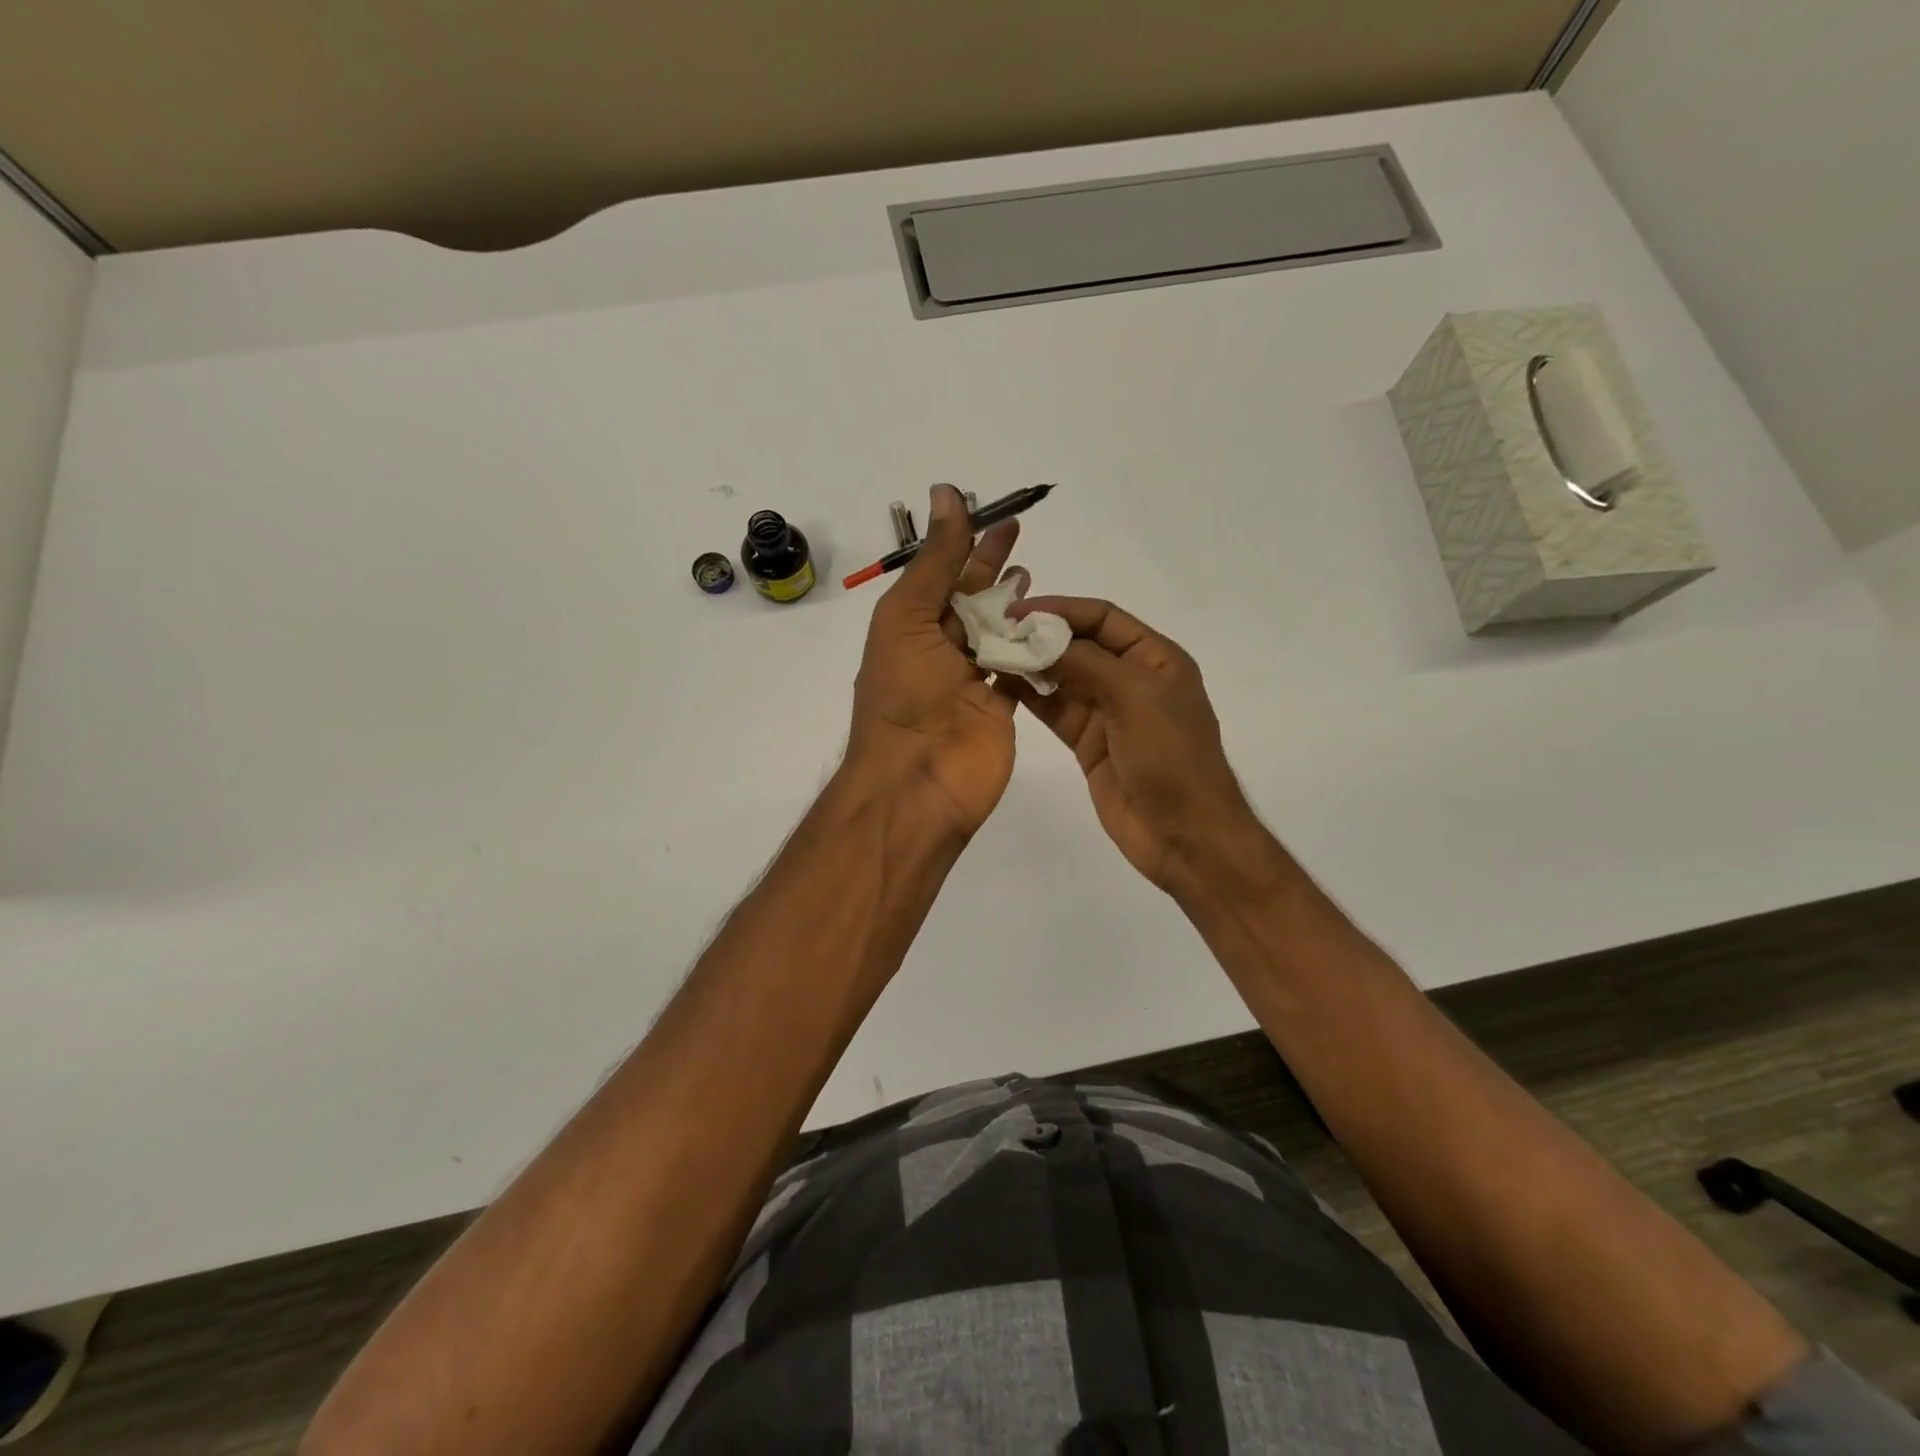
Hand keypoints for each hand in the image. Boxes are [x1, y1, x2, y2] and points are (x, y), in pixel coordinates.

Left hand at [847, 484, 1025, 836]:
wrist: (917, 781)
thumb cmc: (904, 694)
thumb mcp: (909, 616)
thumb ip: (936, 560)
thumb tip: (946, 491)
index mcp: (911, 627)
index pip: (945, 576)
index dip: (971, 546)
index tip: (1002, 520)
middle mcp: (940, 651)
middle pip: (974, 603)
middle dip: (996, 573)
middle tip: (1024, 542)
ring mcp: (972, 682)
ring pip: (1000, 636)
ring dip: (1018, 610)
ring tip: (1039, 584)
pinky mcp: (1001, 710)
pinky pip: (1022, 672)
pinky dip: (1036, 652)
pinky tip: (1058, 629)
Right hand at [1008, 596, 1261, 891]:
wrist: (1185, 836)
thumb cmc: (1171, 757)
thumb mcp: (1134, 697)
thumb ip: (1086, 662)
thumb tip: (1039, 634)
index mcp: (1155, 658)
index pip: (1102, 618)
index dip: (1060, 609)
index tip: (1016, 611)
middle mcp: (1131, 678)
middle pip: (1079, 645)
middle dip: (1039, 637)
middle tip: (993, 632)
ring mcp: (1108, 712)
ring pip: (1063, 678)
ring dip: (1030, 666)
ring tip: (989, 655)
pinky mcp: (1089, 743)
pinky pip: (1055, 711)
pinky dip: (1031, 698)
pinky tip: (1002, 686)